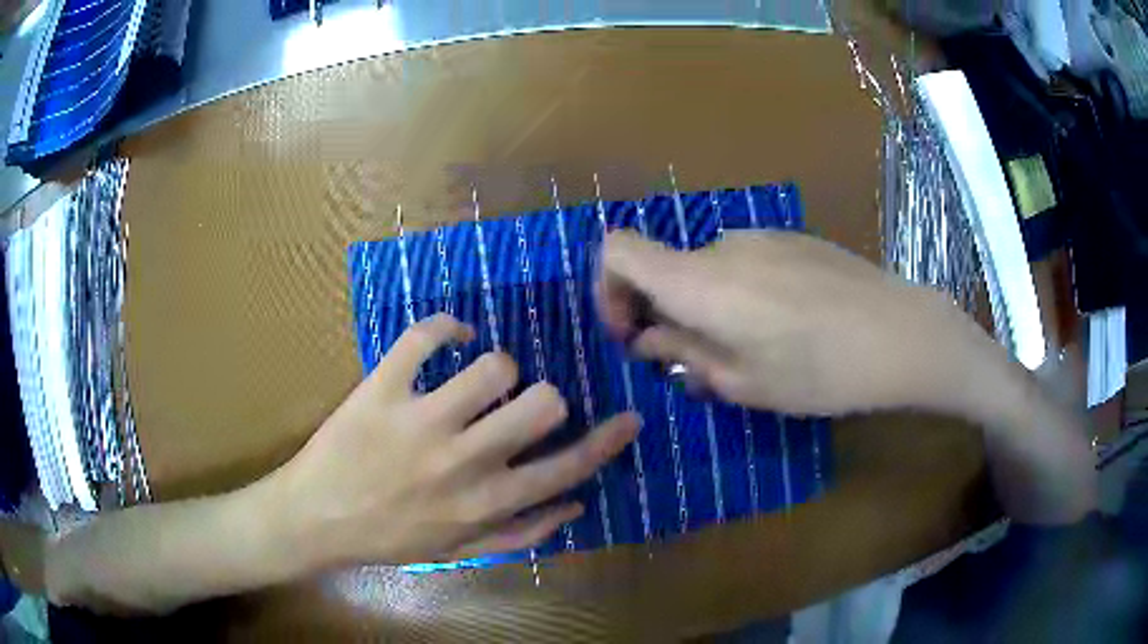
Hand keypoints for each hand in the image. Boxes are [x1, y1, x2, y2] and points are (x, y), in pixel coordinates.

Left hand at [274, 314, 639, 565]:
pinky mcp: (381, 388)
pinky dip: (446, 326)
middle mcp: (461, 460)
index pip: (565, 469)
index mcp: (483, 502)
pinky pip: (426, 336)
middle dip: (546, 400)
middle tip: (522, 404)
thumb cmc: (387, 539)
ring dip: (496, 369)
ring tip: (477, 380)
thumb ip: (521, 533)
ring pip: (493, 366)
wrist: (314, 520)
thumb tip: (574, 504)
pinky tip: (450, 335)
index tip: (629, 418)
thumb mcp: (459, 552)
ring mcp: (419, 420)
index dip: (607, 442)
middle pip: (541, 405)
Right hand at [595, 230, 971, 415]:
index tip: (631, 331)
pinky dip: (740, 292)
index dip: (607, 288)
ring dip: (706, 306)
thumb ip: (686, 354)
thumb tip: (650, 339)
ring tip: (748, 350)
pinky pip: (745, 262)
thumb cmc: (820, 370)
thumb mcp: (745, 382)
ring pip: (708, 268)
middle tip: (695, 361)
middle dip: (663, 312)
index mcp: (700, 281)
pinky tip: (785, 326)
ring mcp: (762, 236)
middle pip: (665, 265)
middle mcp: (723, 247)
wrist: (901, 332)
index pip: (618, 250)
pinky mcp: (794, 239)